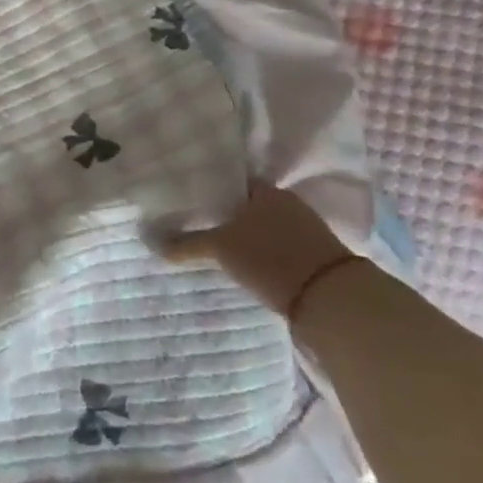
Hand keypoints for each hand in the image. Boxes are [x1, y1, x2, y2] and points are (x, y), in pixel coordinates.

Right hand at [156, 181, 354, 318]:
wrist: (331, 300)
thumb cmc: (270, 258)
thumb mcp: (221, 249)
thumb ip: (187, 243)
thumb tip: (151, 241)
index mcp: (266, 189)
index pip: (231, 183)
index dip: (210, 192)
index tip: (190, 204)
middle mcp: (287, 202)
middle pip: (248, 206)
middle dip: (228, 217)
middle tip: (199, 228)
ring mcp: (306, 228)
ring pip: (265, 227)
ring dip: (247, 237)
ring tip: (220, 250)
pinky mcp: (316, 255)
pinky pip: (280, 246)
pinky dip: (264, 254)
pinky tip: (249, 266)